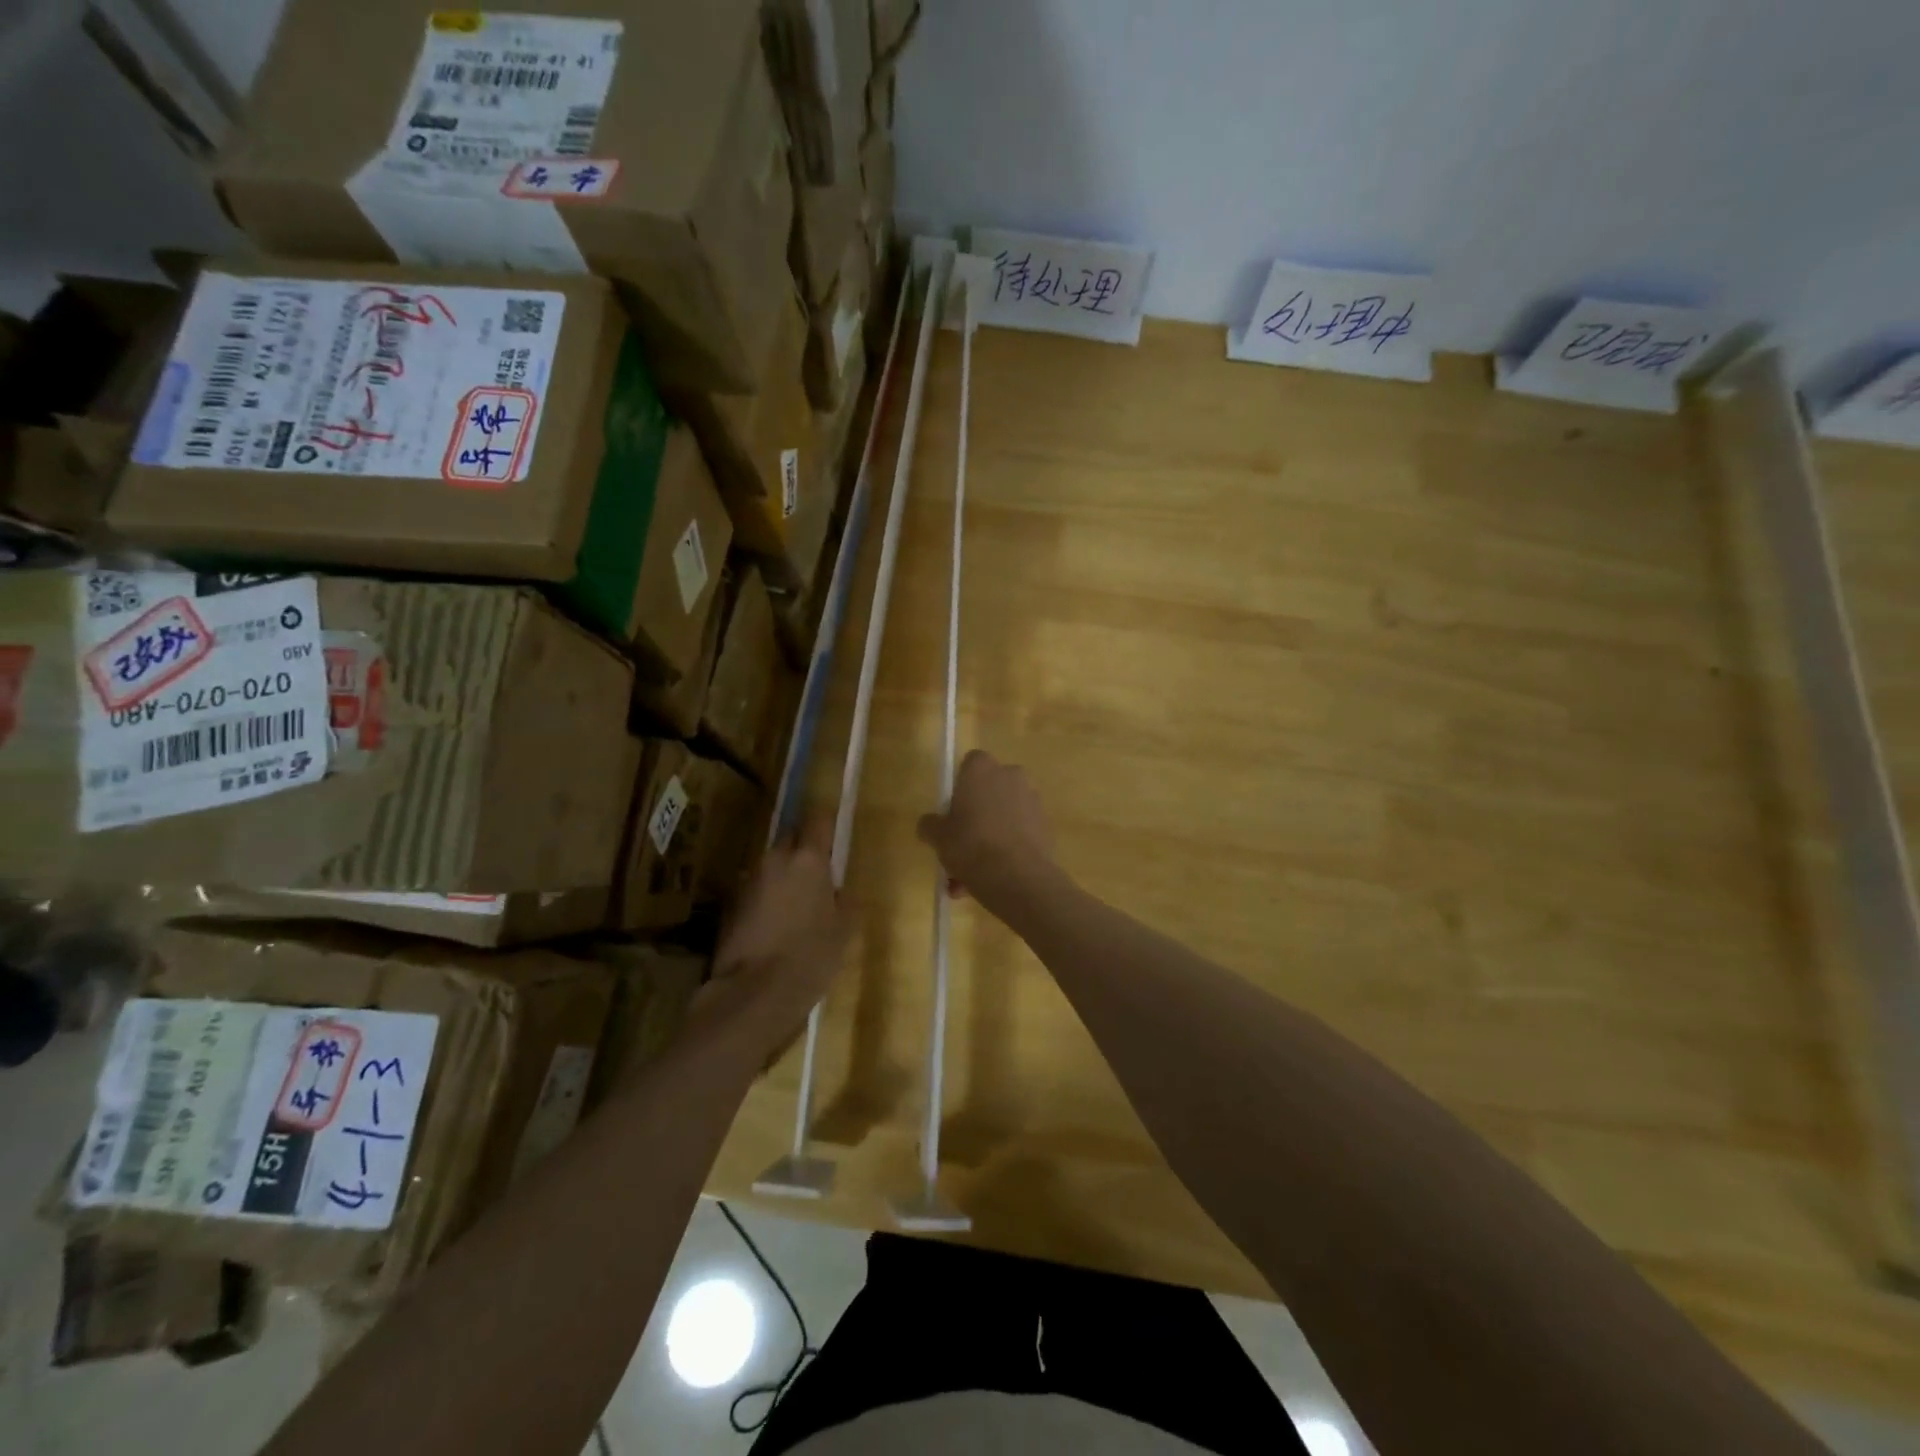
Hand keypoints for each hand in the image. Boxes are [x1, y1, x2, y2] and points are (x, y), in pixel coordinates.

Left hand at [702, 812, 849, 1061]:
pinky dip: (768, 897)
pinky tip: (776, 923)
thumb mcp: (844, 929)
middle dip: (804, 849)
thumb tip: (836, 887)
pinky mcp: (732, 904)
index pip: (817, 820)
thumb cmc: (811, 956)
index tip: (833, 828)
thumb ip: (843, 898)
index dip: (825, 821)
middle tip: (818, 873)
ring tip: (797, 903)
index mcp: (808, 860)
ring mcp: (749, 881)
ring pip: (772, 865)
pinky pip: (758, 889)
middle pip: (791, 840)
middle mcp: (776, 860)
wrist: (753, 993)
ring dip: (784, 875)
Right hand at [917, 750, 1058, 916]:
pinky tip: (992, 879)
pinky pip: (1019, 833)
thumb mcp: (938, 837)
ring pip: (1004, 817)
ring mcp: (1033, 800)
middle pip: (989, 791)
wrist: (1017, 876)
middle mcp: (1011, 776)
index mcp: (982, 769)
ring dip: (989, 839)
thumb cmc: (971, 845)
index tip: (952, 812)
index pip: (970, 763)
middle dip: (977, 815)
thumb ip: (930, 825)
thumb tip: (929, 824)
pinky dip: (1007, 850)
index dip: (960, 786)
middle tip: (961, 845)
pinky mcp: (1046, 825)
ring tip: (971, 877)